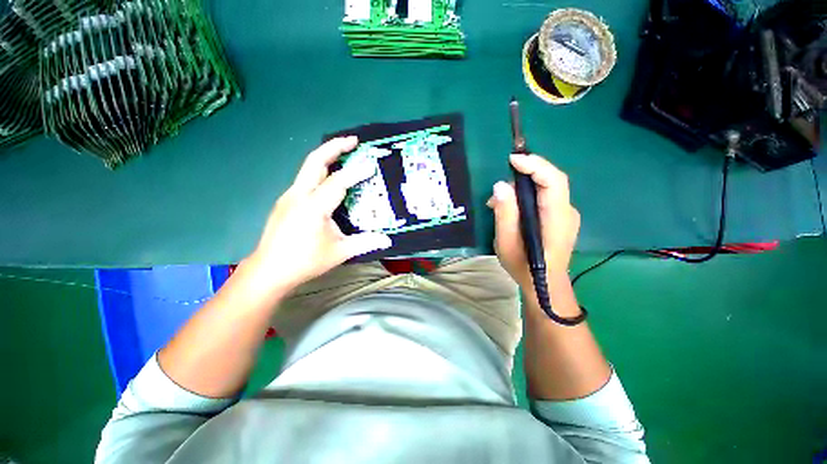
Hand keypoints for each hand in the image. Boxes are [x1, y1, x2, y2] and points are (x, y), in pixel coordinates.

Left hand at [249, 137, 391, 292]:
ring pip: (308, 168)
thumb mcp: (339, 252)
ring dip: (327, 157)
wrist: (269, 270)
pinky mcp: (286, 201)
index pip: (338, 182)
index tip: (372, 164)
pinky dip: (320, 171)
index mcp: (314, 207)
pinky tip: (330, 179)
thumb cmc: (305, 261)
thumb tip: (388, 240)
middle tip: (353, 140)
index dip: (356, 171)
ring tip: (345, 154)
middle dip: (335, 146)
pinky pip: (305, 179)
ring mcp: (289, 196)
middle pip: (315, 161)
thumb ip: (365, 243)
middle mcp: (299, 195)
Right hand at [487, 154, 579, 285]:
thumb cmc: (524, 266)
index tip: (512, 159)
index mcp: (557, 218)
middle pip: (551, 181)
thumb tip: (500, 186)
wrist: (544, 285)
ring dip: (523, 187)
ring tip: (499, 201)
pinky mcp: (560, 218)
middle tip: (500, 186)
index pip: (553, 181)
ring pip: (546, 189)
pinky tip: (511, 208)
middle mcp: (568, 212)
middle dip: (525, 174)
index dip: (535, 165)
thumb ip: (505, 214)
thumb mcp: (507, 242)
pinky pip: (544, 198)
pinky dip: (527, 196)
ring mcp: (566, 215)